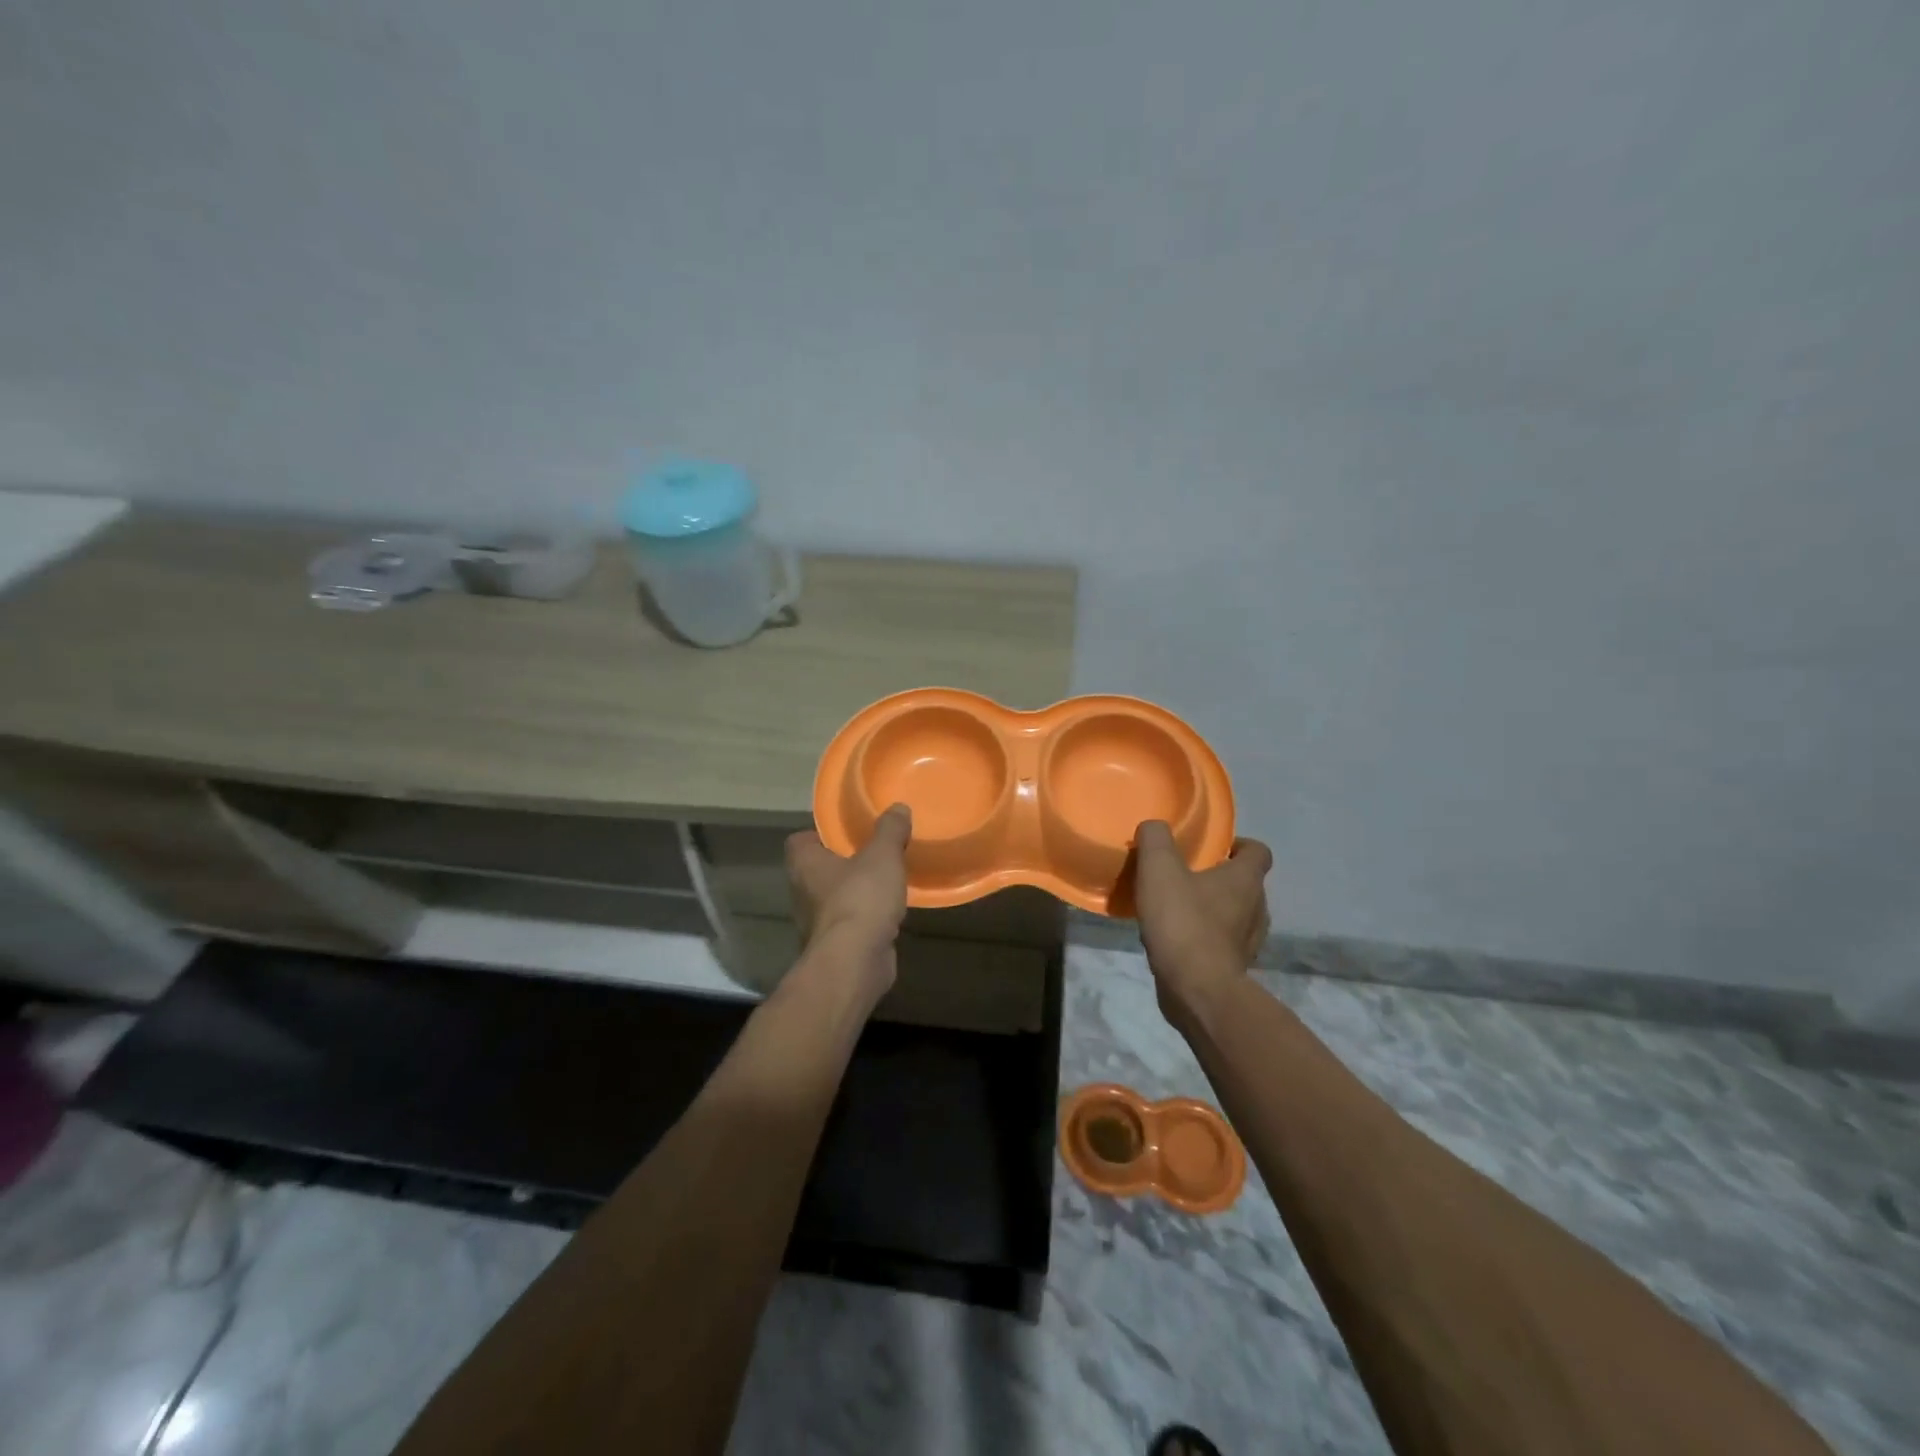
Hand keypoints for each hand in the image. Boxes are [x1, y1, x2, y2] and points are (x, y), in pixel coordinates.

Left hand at [785, 804, 912, 991]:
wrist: (855, 961)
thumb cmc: (861, 898)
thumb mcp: (882, 855)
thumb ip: (890, 830)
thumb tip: (898, 807)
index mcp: (804, 864)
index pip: (799, 841)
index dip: (819, 834)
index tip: (845, 832)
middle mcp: (802, 892)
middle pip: (818, 870)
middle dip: (842, 863)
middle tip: (872, 853)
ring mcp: (816, 923)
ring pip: (834, 899)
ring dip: (854, 893)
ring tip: (884, 883)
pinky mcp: (834, 947)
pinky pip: (849, 924)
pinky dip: (865, 919)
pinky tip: (889, 914)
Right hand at [1133, 821, 1272, 1027]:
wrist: (1197, 989)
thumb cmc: (1183, 922)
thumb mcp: (1159, 868)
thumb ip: (1155, 839)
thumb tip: (1154, 827)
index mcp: (1245, 879)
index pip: (1259, 851)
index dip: (1239, 845)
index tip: (1213, 848)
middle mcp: (1257, 908)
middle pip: (1247, 884)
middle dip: (1221, 878)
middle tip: (1187, 876)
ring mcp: (1249, 942)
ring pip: (1236, 915)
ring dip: (1215, 909)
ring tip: (1180, 909)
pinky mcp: (1235, 968)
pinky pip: (1224, 943)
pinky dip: (1207, 938)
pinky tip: (1178, 940)